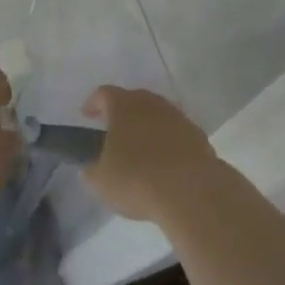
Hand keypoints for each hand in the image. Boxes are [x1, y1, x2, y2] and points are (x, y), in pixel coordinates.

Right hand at [82, 86, 219, 222]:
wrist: (191, 191)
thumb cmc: (137, 179)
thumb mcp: (101, 181)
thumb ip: (92, 170)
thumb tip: (91, 166)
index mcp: (123, 106)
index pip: (104, 93)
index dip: (93, 103)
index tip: (87, 115)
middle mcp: (151, 103)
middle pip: (133, 99)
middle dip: (122, 113)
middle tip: (113, 131)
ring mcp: (177, 116)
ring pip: (157, 114)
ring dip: (147, 126)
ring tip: (140, 148)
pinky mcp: (197, 134)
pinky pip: (175, 132)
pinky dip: (167, 141)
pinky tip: (164, 162)